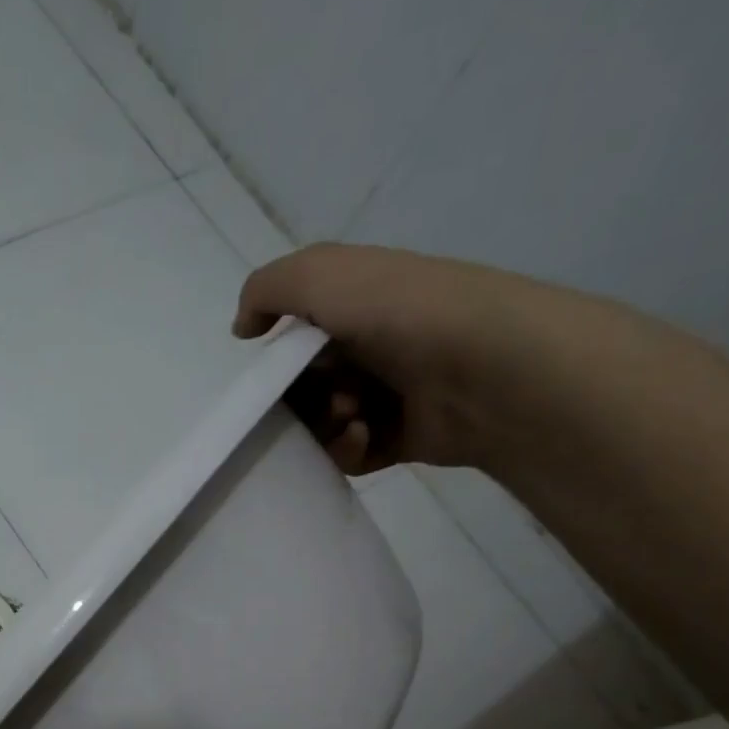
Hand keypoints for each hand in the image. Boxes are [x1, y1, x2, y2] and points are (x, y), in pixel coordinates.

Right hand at [231, 243, 607, 476]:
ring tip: (351, 418)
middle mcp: (370, 347)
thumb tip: (242, 329)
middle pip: (302, 388)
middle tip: (320, 396)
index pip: (293, 341)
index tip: (272, 376)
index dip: (276, 361)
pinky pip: (348, 453)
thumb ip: (267, 290)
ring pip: (321, 424)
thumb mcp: (322, 275)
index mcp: (356, 306)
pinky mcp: (398, 438)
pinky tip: (364, 437)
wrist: (486, 370)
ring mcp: (386, 394)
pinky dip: (347, 449)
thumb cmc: (401, 314)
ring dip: (322, 425)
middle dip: (298, 399)